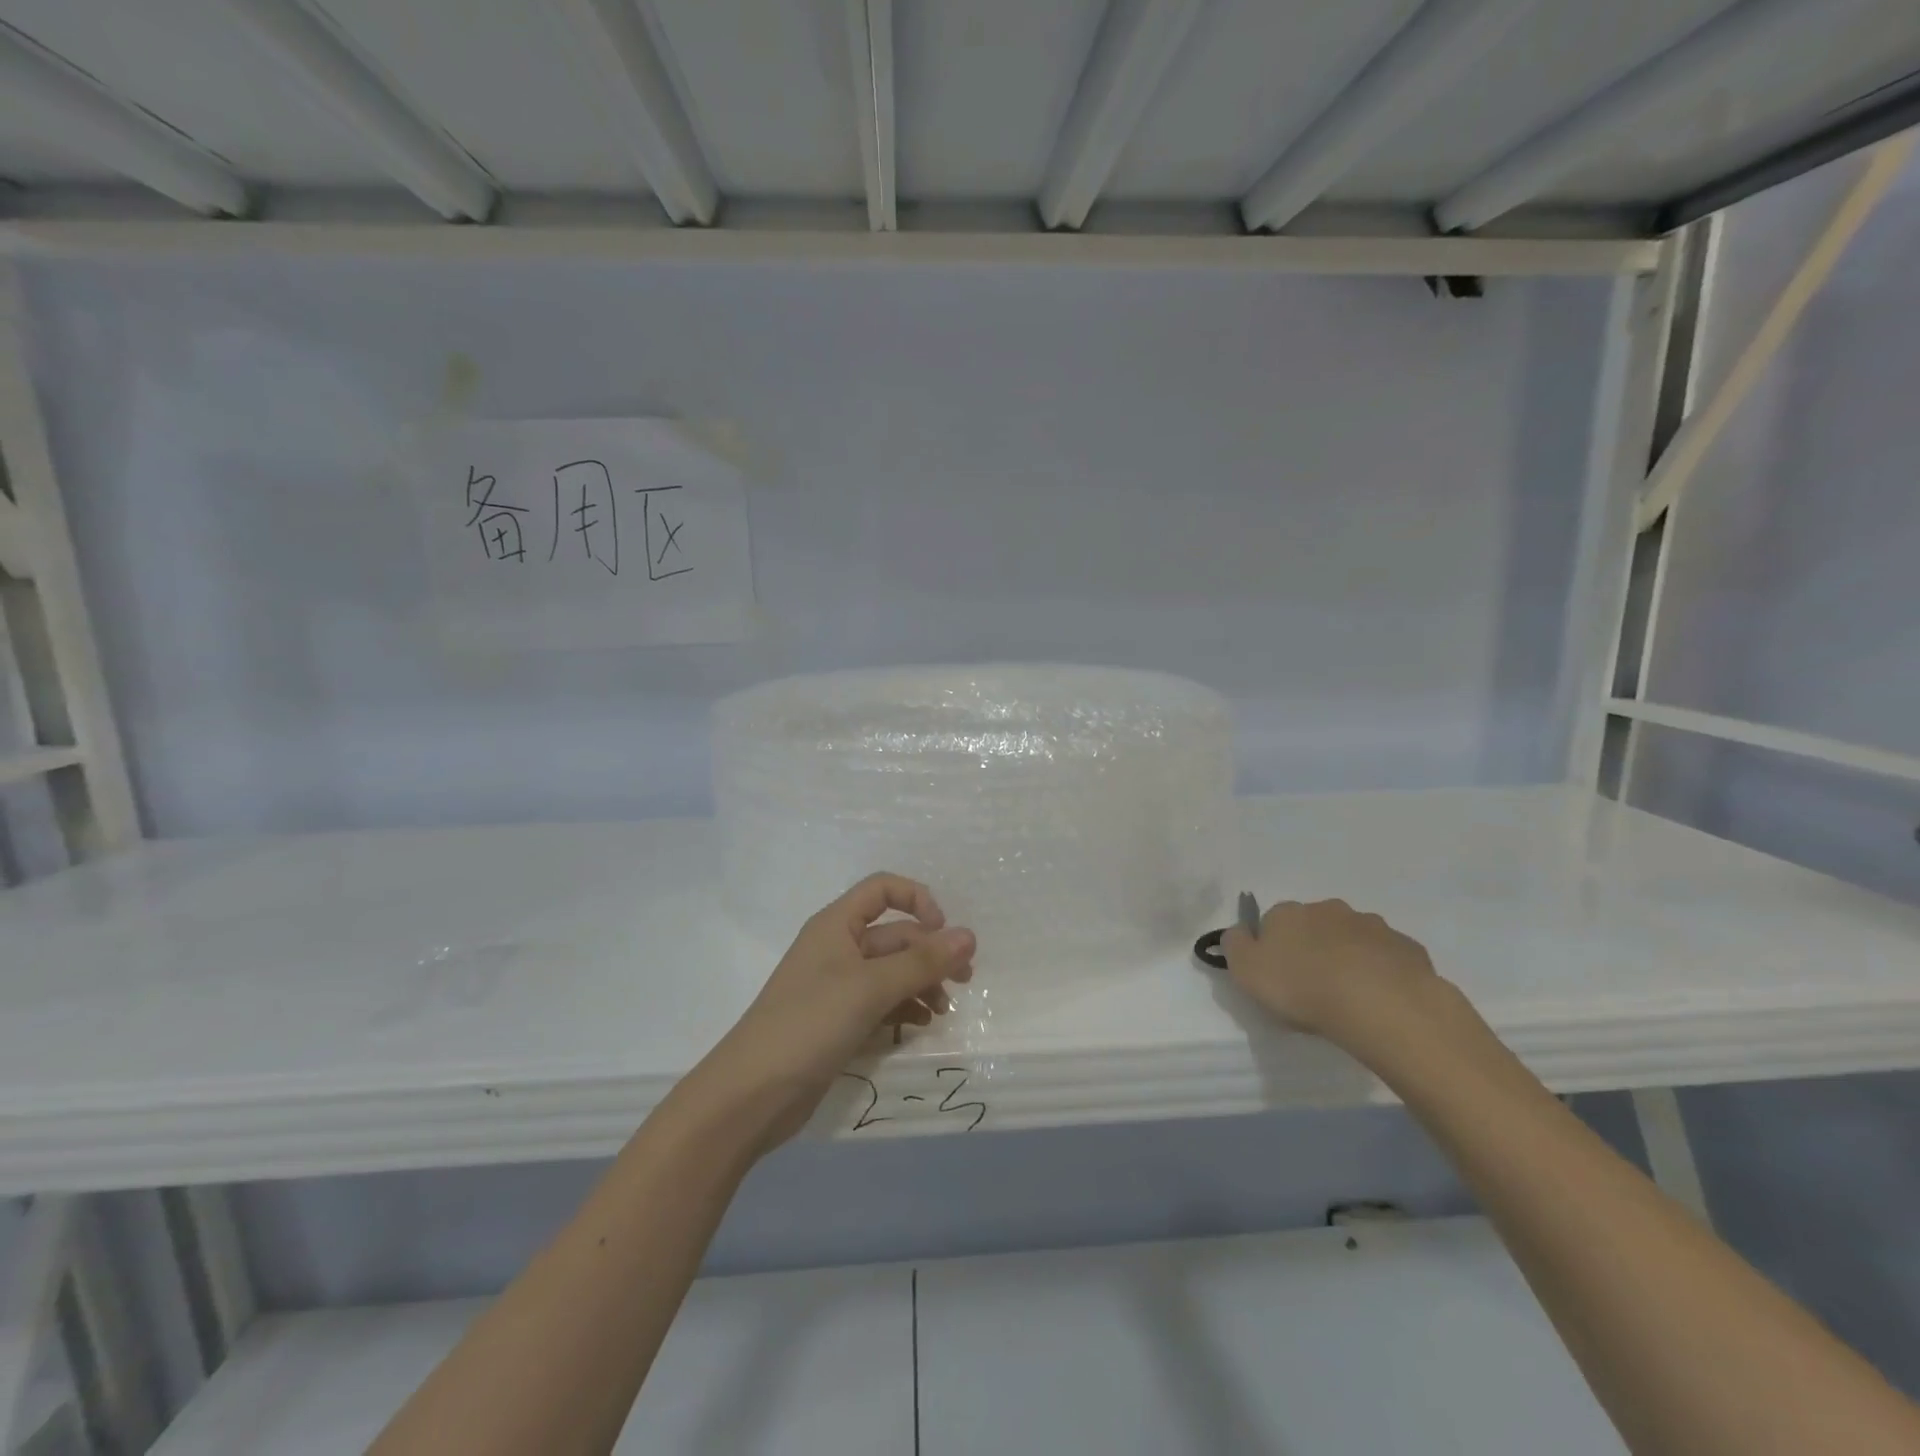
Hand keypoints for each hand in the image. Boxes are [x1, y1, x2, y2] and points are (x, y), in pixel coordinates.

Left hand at [692, 874, 975, 1149]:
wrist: (751, 1095)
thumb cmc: (810, 1024)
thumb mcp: (870, 988)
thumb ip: (922, 962)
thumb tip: (970, 936)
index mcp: (836, 925)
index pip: (882, 890)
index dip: (917, 899)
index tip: (943, 930)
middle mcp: (837, 949)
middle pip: (894, 936)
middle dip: (930, 953)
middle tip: (964, 981)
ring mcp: (837, 988)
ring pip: (891, 972)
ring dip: (921, 984)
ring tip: (943, 1011)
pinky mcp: (838, 1022)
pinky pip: (880, 1003)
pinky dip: (904, 1009)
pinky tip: (921, 1026)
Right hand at [1222, 898, 1452, 1054]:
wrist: (1379, 1004)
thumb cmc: (1302, 987)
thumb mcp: (1246, 970)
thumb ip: (1234, 946)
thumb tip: (1238, 932)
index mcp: (1287, 913)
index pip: (1272, 922)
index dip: (1273, 949)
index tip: (1277, 977)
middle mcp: (1328, 909)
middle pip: (1314, 926)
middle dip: (1313, 948)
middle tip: (1313, 987)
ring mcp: (1372, 926)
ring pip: (1353, 939)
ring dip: (1349, 958)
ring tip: (1350, 997)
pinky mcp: (1406, 948)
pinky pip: (1387, 958)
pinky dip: (1382, 972)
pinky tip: (1381, 1000)